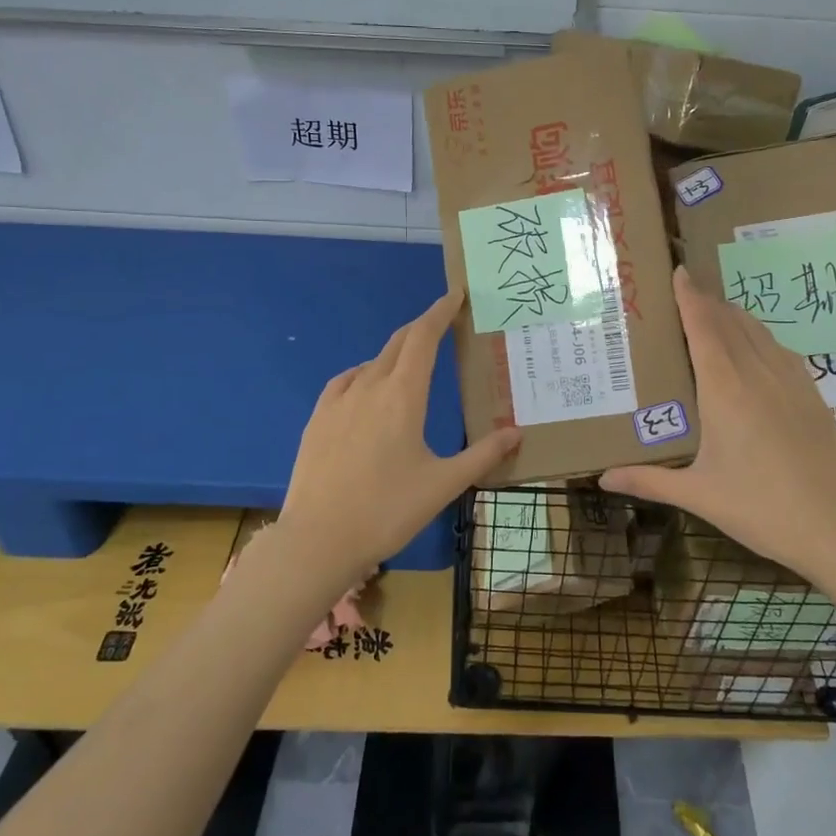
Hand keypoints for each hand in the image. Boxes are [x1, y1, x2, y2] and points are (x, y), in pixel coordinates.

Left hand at [277, 289, 520, 588]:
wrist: (318, 540)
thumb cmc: (388, 510)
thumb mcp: (444, 484)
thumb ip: (483, 455)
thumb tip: (517, 432)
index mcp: (403, 395)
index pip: (424, 337)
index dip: (440, 312)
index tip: (455, 295)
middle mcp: (370, 386)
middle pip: (399, 343)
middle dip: (422, 327)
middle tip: (443, 323)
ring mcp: (339, 401)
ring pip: (372, 362)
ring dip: (396, 353)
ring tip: (412, 363)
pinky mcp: (318, 418)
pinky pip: (346, 381)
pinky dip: (365, 373)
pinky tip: (368, 388)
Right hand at [599, 267, 835, 575]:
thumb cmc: (760, 509)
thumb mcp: (698, 495)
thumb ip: (648, 481)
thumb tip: (602, 478)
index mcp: (725, 389)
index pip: (704, 327)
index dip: (690, 297)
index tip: (679, 271)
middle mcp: (758, 374)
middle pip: (730, 321)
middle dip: (707, 300)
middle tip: (684, 289)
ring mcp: (791, 381)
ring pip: (759, 331)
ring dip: (734, 314)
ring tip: (714, 311)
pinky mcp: (812, 395)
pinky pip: (780, 349)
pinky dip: (760, 336)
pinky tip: (755, 347)